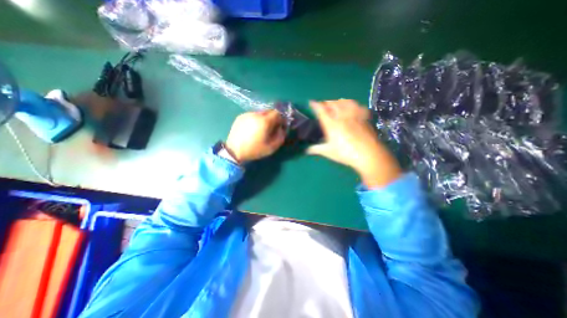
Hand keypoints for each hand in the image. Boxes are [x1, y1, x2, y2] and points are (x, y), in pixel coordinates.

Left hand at [225, 109, 284, 164]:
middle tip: (271, 128)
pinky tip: (252, 129)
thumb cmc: (254, 150)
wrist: (234, 151)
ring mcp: (247, 114)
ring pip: (260, 113)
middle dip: (273, 118)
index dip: (281, 119)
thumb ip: (281, 136)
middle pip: (269, 111)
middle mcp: (256, 114)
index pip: (277, 113)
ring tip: (261, 129)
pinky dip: (256, 120)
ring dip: (264, 119)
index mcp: (264, 121)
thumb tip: (281, 129)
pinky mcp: (240, 117)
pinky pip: (252, 115)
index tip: (280, 126)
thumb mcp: (272, 147)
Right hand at [305, 99, 401, 188]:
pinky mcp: (364, 118)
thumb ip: (316, 149)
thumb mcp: (328, 152)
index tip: (311, 102)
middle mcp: (342, 117)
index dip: (315, 105)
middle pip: (333, 104)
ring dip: (338, 101)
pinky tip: (352, 107)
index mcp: (331, 125)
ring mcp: (354, 116)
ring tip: (336, 103)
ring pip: (345, 102)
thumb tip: (306, 150)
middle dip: (326, 102)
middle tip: (323, 105)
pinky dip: (353, 104)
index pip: (321, 111)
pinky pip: (358, 106)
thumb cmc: (346, 154)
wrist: (369, 155)